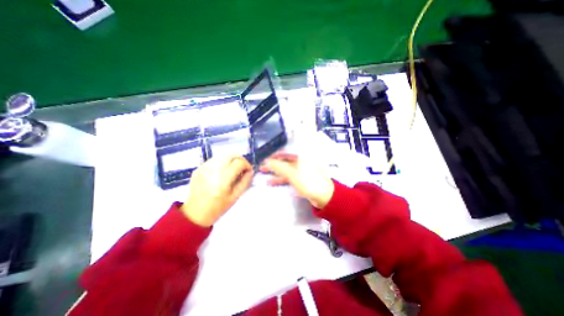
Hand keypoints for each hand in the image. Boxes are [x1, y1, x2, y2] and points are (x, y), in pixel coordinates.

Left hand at [181, 155, 253, 226]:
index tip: (249, 171)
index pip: (239, 163)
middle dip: (240, 159)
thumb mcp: (235, 196)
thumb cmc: (218, 207)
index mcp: (223, 179)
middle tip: (242, 168)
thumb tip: (250, 171)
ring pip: (223, 155)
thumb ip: (245, 182)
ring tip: (232, 170)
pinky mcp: (199, 168)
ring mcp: (204, 167)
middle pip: (231, 155)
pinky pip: (214, 160)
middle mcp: (213, 170)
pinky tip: (222, 172)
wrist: (195, 213)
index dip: (247, 165)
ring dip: (231, 160)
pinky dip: (222, 163)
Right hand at [259, 152, 333, 208]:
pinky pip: (289, 176)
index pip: (284, 153)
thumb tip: (266, 161)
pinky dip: (281, 179)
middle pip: (284, 161)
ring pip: (286, 169)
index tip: (264, 160)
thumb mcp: (292, 173)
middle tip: (261, 167)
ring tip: (264, 175)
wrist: (324, 195)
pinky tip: (272, 182)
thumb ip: (278, 167)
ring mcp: (301, 170)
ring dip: (275, 172)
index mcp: (300, 156)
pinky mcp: (301, 178)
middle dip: (272, 164)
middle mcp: (300, 161)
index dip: (273, 156)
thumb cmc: (308, 181)